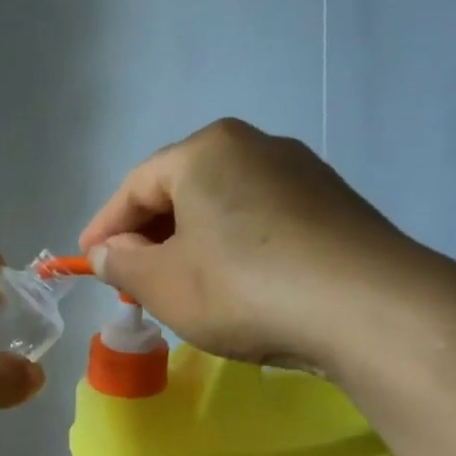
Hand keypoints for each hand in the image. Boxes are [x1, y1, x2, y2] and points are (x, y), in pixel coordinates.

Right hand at [79, 119, 433, 373]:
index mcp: (204, 151)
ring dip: (190, 243)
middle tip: (131, 279)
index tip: (86, 262)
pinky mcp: (332, 205)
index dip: (104, 228)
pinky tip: (233, 285)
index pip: (135, 187)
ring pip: (221, 206)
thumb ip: (122, 265)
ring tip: (179, 286)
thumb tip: (108, 253)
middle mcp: (254, 146)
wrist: (369, 309)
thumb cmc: (243, 288)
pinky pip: (260, 221)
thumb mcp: (163, 284)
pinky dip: (232, 248)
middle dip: (148, 236)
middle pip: (180, 191)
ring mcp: (301, 172)